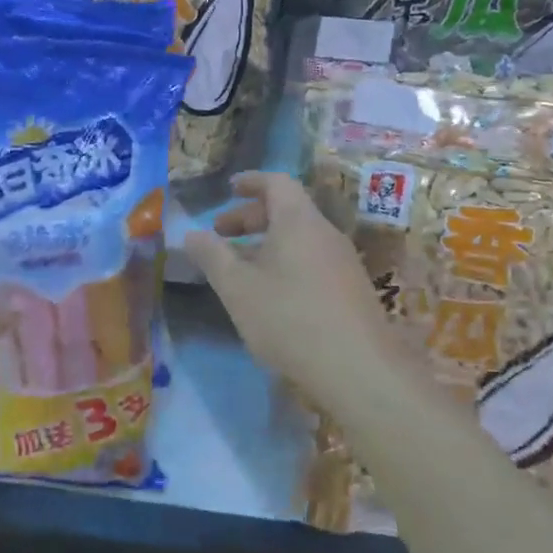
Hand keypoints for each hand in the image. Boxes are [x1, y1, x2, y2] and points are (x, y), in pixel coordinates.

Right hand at [183, 172, 408, 405]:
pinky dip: (284, 263)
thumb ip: (212, 256)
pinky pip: (311, 260)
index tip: (228, 189)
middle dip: (250, 218)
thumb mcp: (237, 288)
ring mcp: (343, 262)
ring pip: (299, 239)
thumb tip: (191, 234)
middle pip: (287, 210)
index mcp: (298, 221)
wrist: (360, 371)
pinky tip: (269, 295)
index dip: (250, 181)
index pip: (277, 182)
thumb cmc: (290, 318)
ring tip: (238, 269)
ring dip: (266, 244)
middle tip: (220, 235)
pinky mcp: (351, 290)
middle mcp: (325, 233)